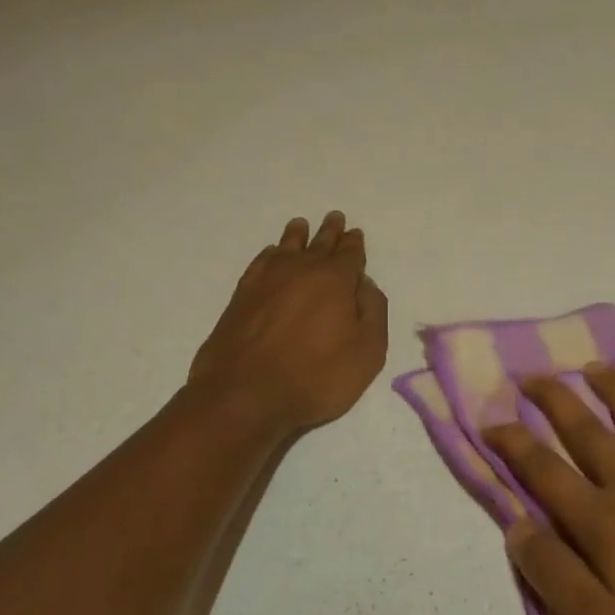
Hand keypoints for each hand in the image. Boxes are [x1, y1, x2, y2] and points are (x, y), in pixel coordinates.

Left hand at [186, 212, 387, 434]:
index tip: (355, 233)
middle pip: (318, 244)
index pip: (349, 254)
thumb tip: (364, 284)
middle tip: (334, 217)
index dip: (354, 244)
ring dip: (297, 236)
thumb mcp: (367, 351)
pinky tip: (271, 254)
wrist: (245, 396)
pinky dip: (269, 255)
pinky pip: (260, 263)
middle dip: (329, 232)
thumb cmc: (316, 376)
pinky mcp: (241, 297)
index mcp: (335, 279)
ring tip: (301, 225)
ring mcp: (266, 281)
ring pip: (286, 248)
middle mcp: (300, 270)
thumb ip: (373, 311)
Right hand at [484, 367, 614, 614]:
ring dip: (613, 391)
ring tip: (592, 368)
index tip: (490, 422)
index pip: (546, 473)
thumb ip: (556, 578)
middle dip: (555, 402)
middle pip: (588, 433)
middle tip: (532, 377)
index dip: (514, 446)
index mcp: (606, 523)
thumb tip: (516, 527)